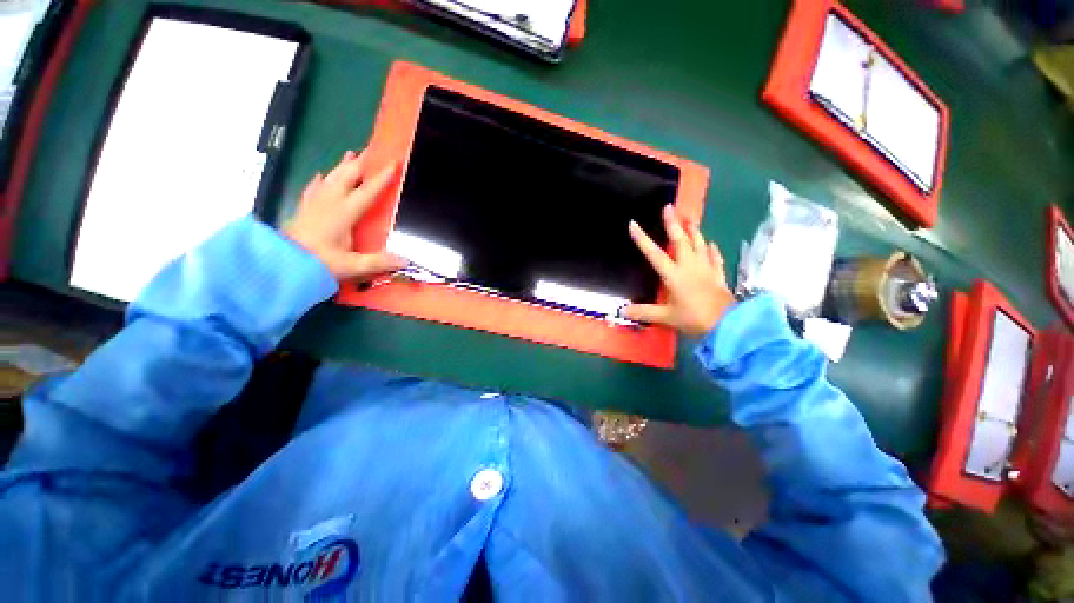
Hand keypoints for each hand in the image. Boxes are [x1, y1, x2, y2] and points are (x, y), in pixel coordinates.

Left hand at [284, 149, 406, 280]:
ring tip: (350, 154)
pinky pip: (313, 188)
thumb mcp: (352, 265)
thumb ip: (379, 262)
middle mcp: (330, 202)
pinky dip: (320, 180)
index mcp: (345, 213)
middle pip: (347, 176)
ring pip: (331, 177)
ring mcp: (315, 203)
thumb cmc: (318, 262)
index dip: (382, 178)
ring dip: (343, 166)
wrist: (279, 263)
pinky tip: (321, 175)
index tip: (393, 164)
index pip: (368, 191)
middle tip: (371, 152)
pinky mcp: (304, 208)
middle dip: (361, 163)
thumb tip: (406, 260)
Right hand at [622, 205, 735, 336]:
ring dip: (693, 230)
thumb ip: (644, 312)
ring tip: (689, 219)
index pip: (654, 254)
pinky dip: (711, 249)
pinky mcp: (717, 275)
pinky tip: (710, 243)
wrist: (727, 325)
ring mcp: (705, 268)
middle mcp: (689, 266)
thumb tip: (623, 311)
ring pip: (699, 244)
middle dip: (672, 223)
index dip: (642, 239)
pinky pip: (714, 257)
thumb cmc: (694, 318)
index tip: (633, 224)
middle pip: (680, 241)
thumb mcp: (666, 317)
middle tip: (669, 207)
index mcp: (674, 275)